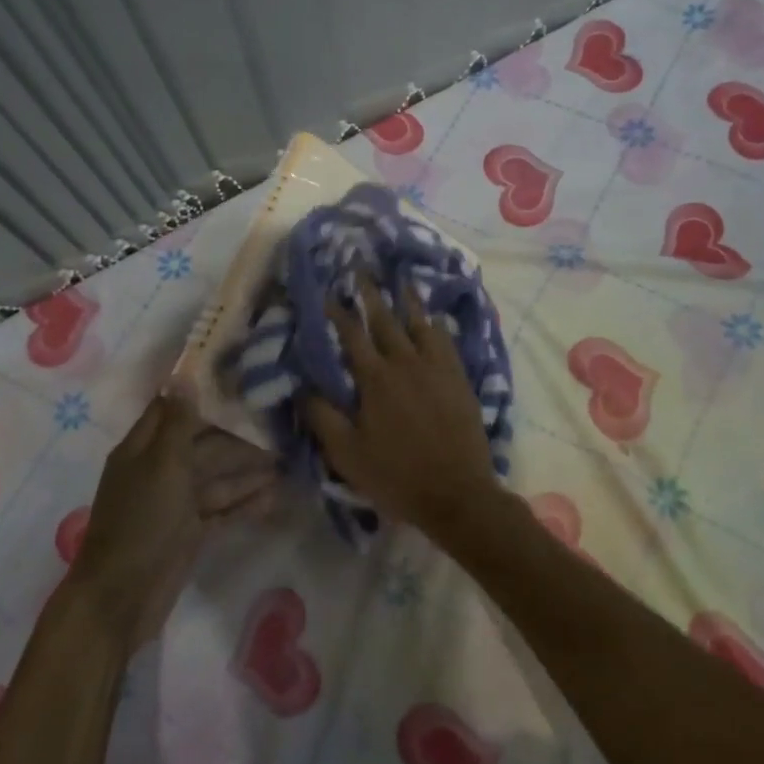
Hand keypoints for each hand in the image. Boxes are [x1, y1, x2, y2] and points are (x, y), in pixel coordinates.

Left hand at [69, 391, 279, 649]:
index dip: (203, 394)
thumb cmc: (140, 523)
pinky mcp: (190, 532)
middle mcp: (159, 470)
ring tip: (287, 461)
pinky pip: (221, 509)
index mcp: (143, 449)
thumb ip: (179, 423)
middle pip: (203, 444)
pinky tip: (275, 496)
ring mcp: (175, 503)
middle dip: (238, 437)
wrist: (120, 599)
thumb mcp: (162, 465)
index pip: (174, 409)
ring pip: (217, 478)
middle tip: (280, 427)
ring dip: (248, 471)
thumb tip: (183, 374)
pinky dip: (245, 503)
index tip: (241, 379)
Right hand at [303, 276, 502, 539]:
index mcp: (375, 380)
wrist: (458, 493)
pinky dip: (437, 325)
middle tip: (362, 269)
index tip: (329, 293)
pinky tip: (435, 318)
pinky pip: (447, 341)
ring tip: (401, 279)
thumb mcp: (347, 455)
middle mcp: (406, 363)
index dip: (339, 313)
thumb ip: (323, 418)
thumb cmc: (397, 476)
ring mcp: (437, 369)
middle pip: (386, 320)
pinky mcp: (459, 379)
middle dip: (371, 294)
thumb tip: (303, 387)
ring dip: (408, 300)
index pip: (352, 336)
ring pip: (420, 324)